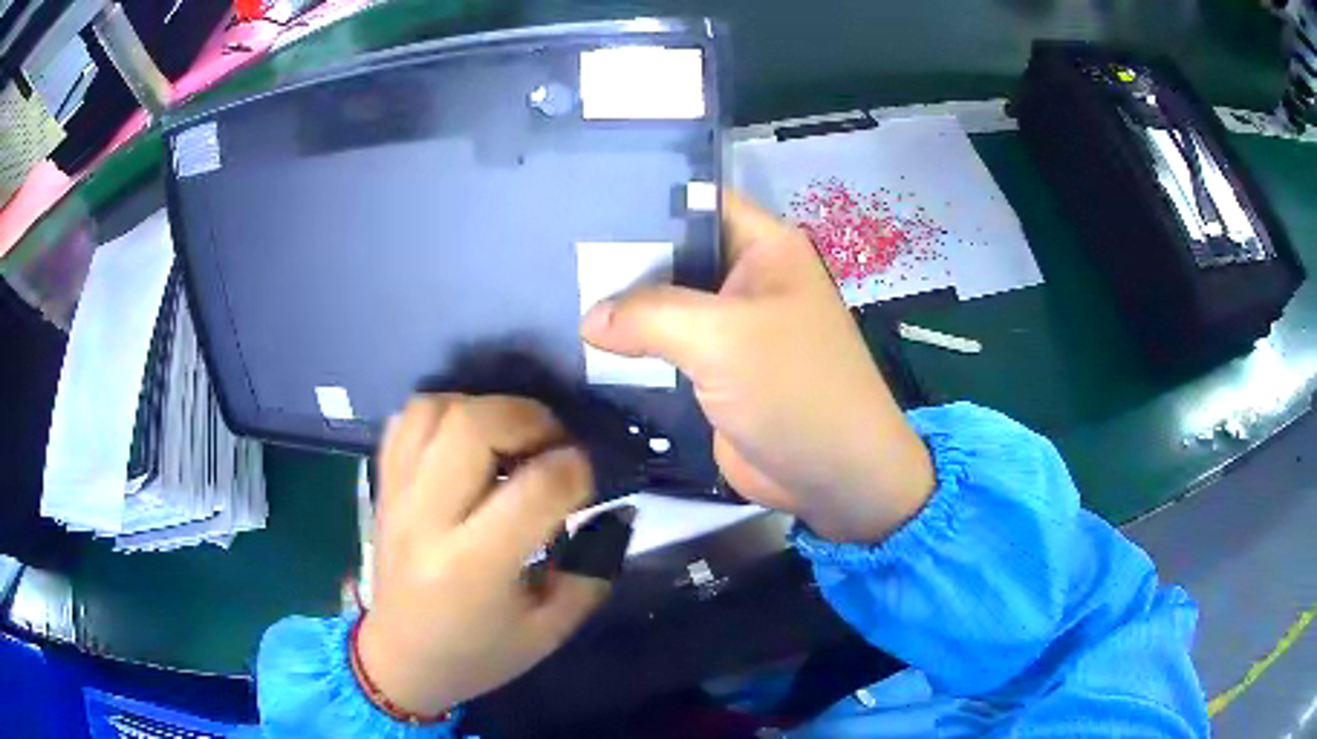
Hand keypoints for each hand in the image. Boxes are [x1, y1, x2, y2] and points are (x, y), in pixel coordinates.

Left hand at [357, 395, 606, 715]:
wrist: (401, 661)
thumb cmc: (478, 654)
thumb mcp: (549, 631)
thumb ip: (591, 571)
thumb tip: (618, 510)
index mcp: (474, 567)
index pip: (535, 487)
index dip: (575, 469)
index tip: (587, 478)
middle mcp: (428, 520)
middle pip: (472, 426)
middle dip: (529, 419)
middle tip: (552, 442)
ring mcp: (397, 496)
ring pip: (434, 410)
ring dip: (484, 409)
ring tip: (509, 439)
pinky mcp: (383, 487)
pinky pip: (406, 421)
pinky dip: (443, 414)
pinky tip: (466, 441)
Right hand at [582, 192, 934, 542]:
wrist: (831, 478)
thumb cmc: (795, 389)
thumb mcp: (723, 337)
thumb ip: (650, 315)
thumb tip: (589, 319)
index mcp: (765, 248)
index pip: (696, 201)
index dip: (644, 199)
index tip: (582, 206)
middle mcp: (745, 279)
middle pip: (673, 253)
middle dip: (620, 258)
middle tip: (552, 254)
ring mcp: (728, 328)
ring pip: (664, 305)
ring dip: (620, 309)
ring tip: (554, 296)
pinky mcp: (712, 372)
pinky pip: (663, 350)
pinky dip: (630, 350)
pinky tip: (579, 346)